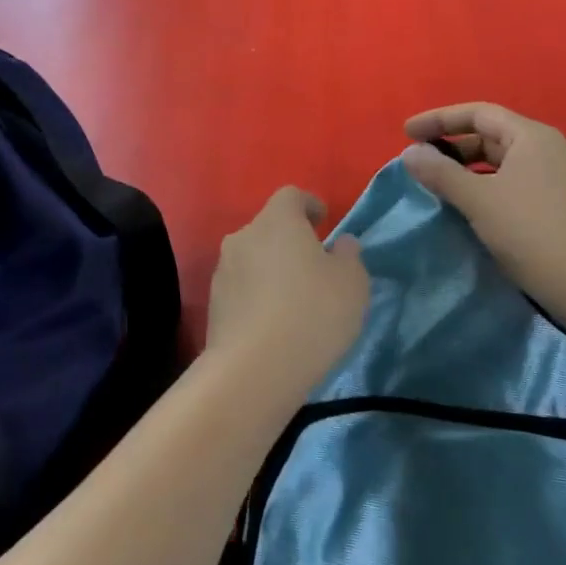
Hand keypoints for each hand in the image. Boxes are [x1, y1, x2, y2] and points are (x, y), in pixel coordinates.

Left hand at [205, 187, 370, 400]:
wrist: (254, 369)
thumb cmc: (312, 313)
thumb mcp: (352, 282)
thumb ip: (349, 255)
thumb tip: (340, 243)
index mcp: (277, 220)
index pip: (291, 196)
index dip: (309, 204)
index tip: (324, 221)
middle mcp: (243, 236)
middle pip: (269, 227)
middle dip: (290, 240)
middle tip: (313, 265)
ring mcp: (223, 270)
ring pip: (253, 258)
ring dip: (271, 269)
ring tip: (293, 298)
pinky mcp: (213, 304)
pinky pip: (242, 288)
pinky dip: (257, 295)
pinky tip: (274, 322)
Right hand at [402, 103, 565, 340]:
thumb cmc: (533, 233)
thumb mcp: (479, 200)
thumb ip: (441, 173)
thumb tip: (409, 153)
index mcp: (529, 137)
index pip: (477, 113)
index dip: (439, 119)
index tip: (405, 132)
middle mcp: (542, 150)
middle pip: (487, 135)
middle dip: (450, 146)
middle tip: (417, 162)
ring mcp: (549, 179)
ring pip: (496, 163)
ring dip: (462, 170)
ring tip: (432, 184)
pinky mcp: (549, 205)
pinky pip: (505, 184)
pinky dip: (478, 188)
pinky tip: (461, 207)